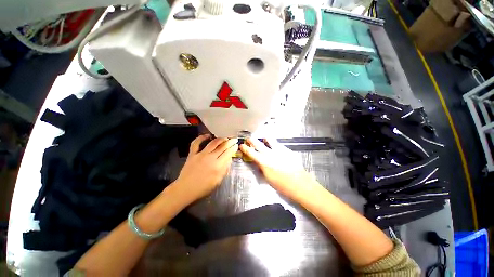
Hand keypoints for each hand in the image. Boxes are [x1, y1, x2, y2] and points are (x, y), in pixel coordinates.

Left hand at [175, 134, 238, 203]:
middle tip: (233, 139)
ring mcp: (201, 154)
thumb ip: (225, 169)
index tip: (236, 145)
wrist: (186, 189)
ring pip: (213, 143)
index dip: (233, 148)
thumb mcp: (218, 181)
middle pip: (223, 146)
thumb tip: (229, 159)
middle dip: (230, 141)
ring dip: (220, 139)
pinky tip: (207, 135)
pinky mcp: (192, 154)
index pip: (228, 153)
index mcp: (218, 166)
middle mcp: (211, 158)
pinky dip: (201, 138)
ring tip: (224, 137)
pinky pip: (196, 143)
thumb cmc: (203, 188)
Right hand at [240, 138, 315, 199]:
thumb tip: (257, 161)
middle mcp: (270, 153)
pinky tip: (276, 149)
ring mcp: (279, 149)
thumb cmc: (282, 185)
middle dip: (251, 140)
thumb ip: (261, 167)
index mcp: (264, 161)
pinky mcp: (287, 149)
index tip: (241, 145)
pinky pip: (278, 144)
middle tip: (248, 139)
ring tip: (263, 140)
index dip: (245, 148)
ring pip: (269, 139)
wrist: (300, 184)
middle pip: (257, 142)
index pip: (251, 152)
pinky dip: (274, 144)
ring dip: (264, 139)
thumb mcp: (267, 178)